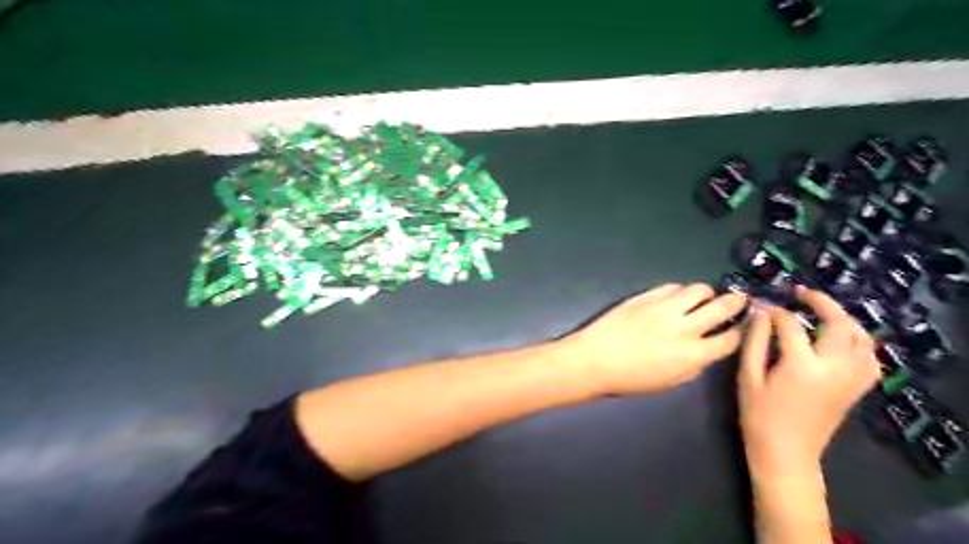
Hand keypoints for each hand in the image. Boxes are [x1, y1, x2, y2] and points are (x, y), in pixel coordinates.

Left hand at [566, 284, 743, 394]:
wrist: (595, 359)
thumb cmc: (630, 378)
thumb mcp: (670, 382)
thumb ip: (694, 365)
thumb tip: (706, 351)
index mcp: (693, 354)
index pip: (730, 338)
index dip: (741, 331)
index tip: (742, 326)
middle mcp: (685, 327)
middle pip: (722, 307)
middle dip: (736, 302)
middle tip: (739, 299)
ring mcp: (665, 308)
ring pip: (698, 289)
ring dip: (707, 293)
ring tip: (705, 297)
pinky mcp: (647, 296)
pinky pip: (672, 286)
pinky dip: (680, 290)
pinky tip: (677, 297)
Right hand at [740, 287, 883, 477]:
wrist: (786, 452)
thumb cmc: (759, 414)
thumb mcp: (748, 375)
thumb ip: (755, 341)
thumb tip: (760, 311)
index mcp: (802, 366)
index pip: (792, 324)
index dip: (775, 311)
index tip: (760, 305)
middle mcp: (834, 368)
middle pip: (839, 323)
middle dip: (820, 302)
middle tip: (800, 292)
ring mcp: (851, 378)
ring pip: (861, 337)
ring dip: (843, 317)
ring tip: (821, 310)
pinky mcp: (857, 388)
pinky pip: (869, 357)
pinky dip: (857, 340)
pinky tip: (840, 337)